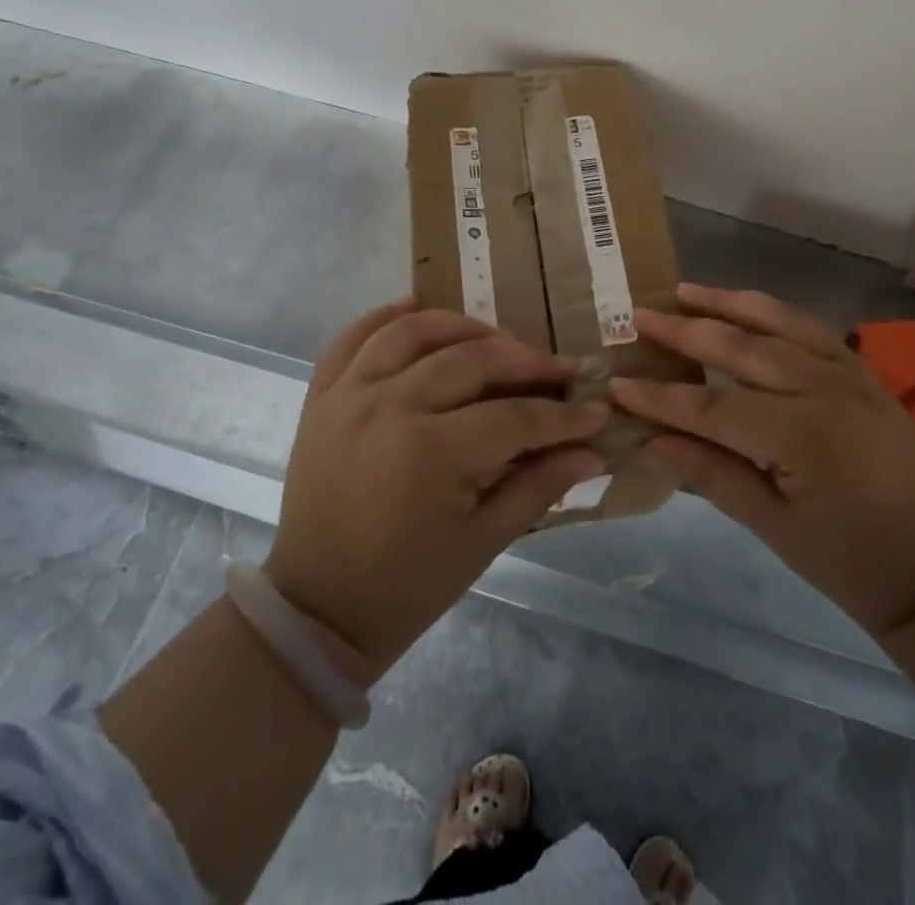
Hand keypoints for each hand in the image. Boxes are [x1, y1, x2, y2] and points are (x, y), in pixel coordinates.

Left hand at [263, 299, 607, 681]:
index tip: (597, 412)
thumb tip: (594, 452)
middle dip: (526, 361)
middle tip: (560, 370)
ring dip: (463, 325)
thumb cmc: (408, 585)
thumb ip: (539, 486)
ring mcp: (349, 394)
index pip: (515, 417)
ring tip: (497, 339)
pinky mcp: (322, 396)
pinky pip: (353, 337)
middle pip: (471, 359)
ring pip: (414, 331)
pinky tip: (416, 307)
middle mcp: (389, 406)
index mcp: (430, 452)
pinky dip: (385, 316)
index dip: (563, 416)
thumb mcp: (483, 542)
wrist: (317, 606)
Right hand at [612, 284, 914, 637]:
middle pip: (741, 348)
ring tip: (685, 290)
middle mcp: (825, 389)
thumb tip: (651, 441)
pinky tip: (746, 306)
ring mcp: (850, 374)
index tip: (617, 384)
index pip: (712, 405)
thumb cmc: (853, 564)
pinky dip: (773, 311)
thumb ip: (712, 474)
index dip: (660, 396)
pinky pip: (811, 328)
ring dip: (728, 303)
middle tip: (640, 316)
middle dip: (686, 331)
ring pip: (778, 322)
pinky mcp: (864, 373)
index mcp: (802, 435)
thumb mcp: (775, 528)